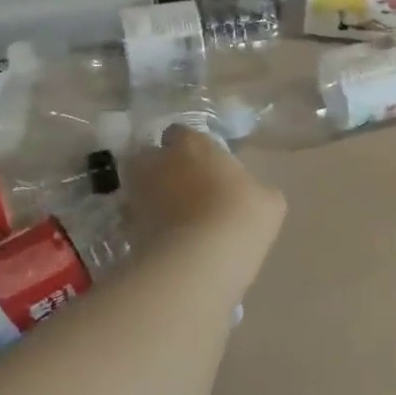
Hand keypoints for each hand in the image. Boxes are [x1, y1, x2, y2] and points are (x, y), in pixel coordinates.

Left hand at [125, 125, 285, 256]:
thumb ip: (253, 188)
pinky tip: (169, 245)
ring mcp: (137, 196)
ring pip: (140, 191)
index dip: (190, 147)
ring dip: (153, 200)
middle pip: (151, 158)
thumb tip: (249, 193)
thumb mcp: (268, 200)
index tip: (204, 163)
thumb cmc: (240, 216)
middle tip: (186, 190)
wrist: (200, 261)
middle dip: (163, 170)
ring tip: (177, 222)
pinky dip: (148, 229)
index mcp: (191, 144)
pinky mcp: (127, 229)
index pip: (180, 132)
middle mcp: (157, 162)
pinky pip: (137, 223)